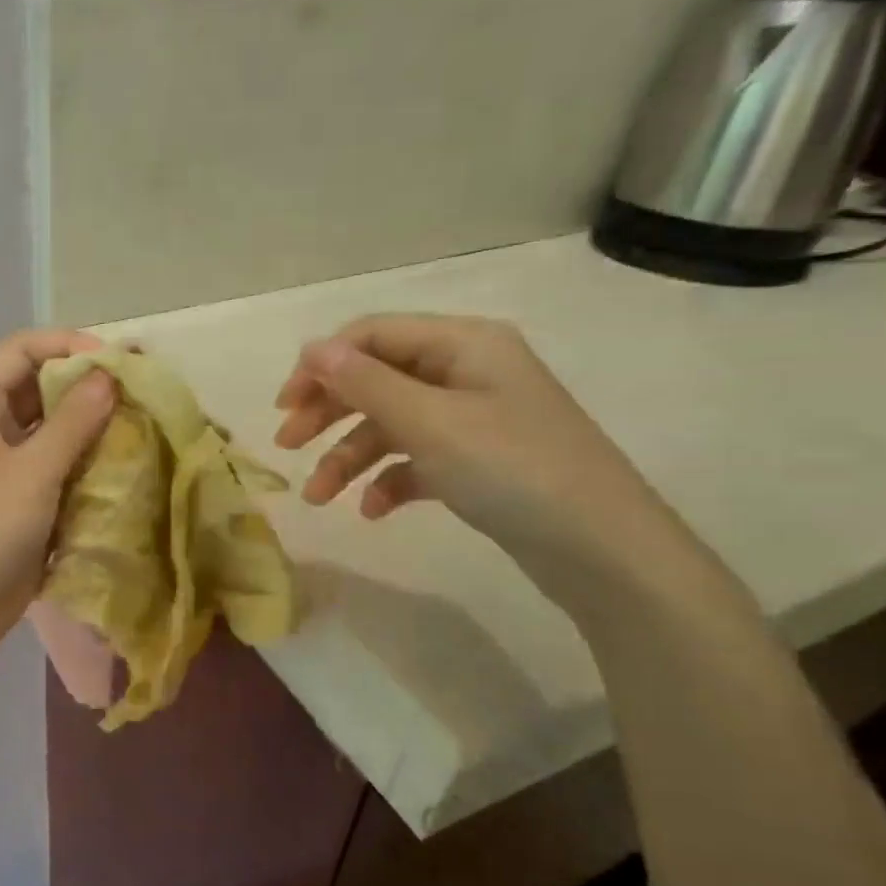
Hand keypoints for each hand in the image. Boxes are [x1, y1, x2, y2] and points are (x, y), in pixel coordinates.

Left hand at [0, 329, 114, 674]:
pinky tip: (125, 473)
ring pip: (53, 433)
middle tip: (143, 396)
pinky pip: (57, 472)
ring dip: (93, 431)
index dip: (70, 346)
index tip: (120, 362)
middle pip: (41, 388)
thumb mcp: (29, 473)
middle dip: (89, 388)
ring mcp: (3, 470)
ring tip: (143, 432)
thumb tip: (108, 377)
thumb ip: (72, 423)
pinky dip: (87, 469)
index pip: (23, 349)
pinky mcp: (19, 505)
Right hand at [274, 315, 692, 595]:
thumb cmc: (512, 470)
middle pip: (377, 379)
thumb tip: (312, 348)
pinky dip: (388, 480)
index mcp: (462, 344)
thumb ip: (366, 383)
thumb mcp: (430, 422)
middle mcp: (467, 371)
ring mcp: (473, 418)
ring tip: (319, 498)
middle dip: (329, 413)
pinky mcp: (477, 461)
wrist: (601, 550)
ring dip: (349, 457)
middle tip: (287, 447)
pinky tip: (372, 510)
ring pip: (391, 424)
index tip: (284, 406)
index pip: (372, 335)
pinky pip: (416, 459)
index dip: (322, 365)